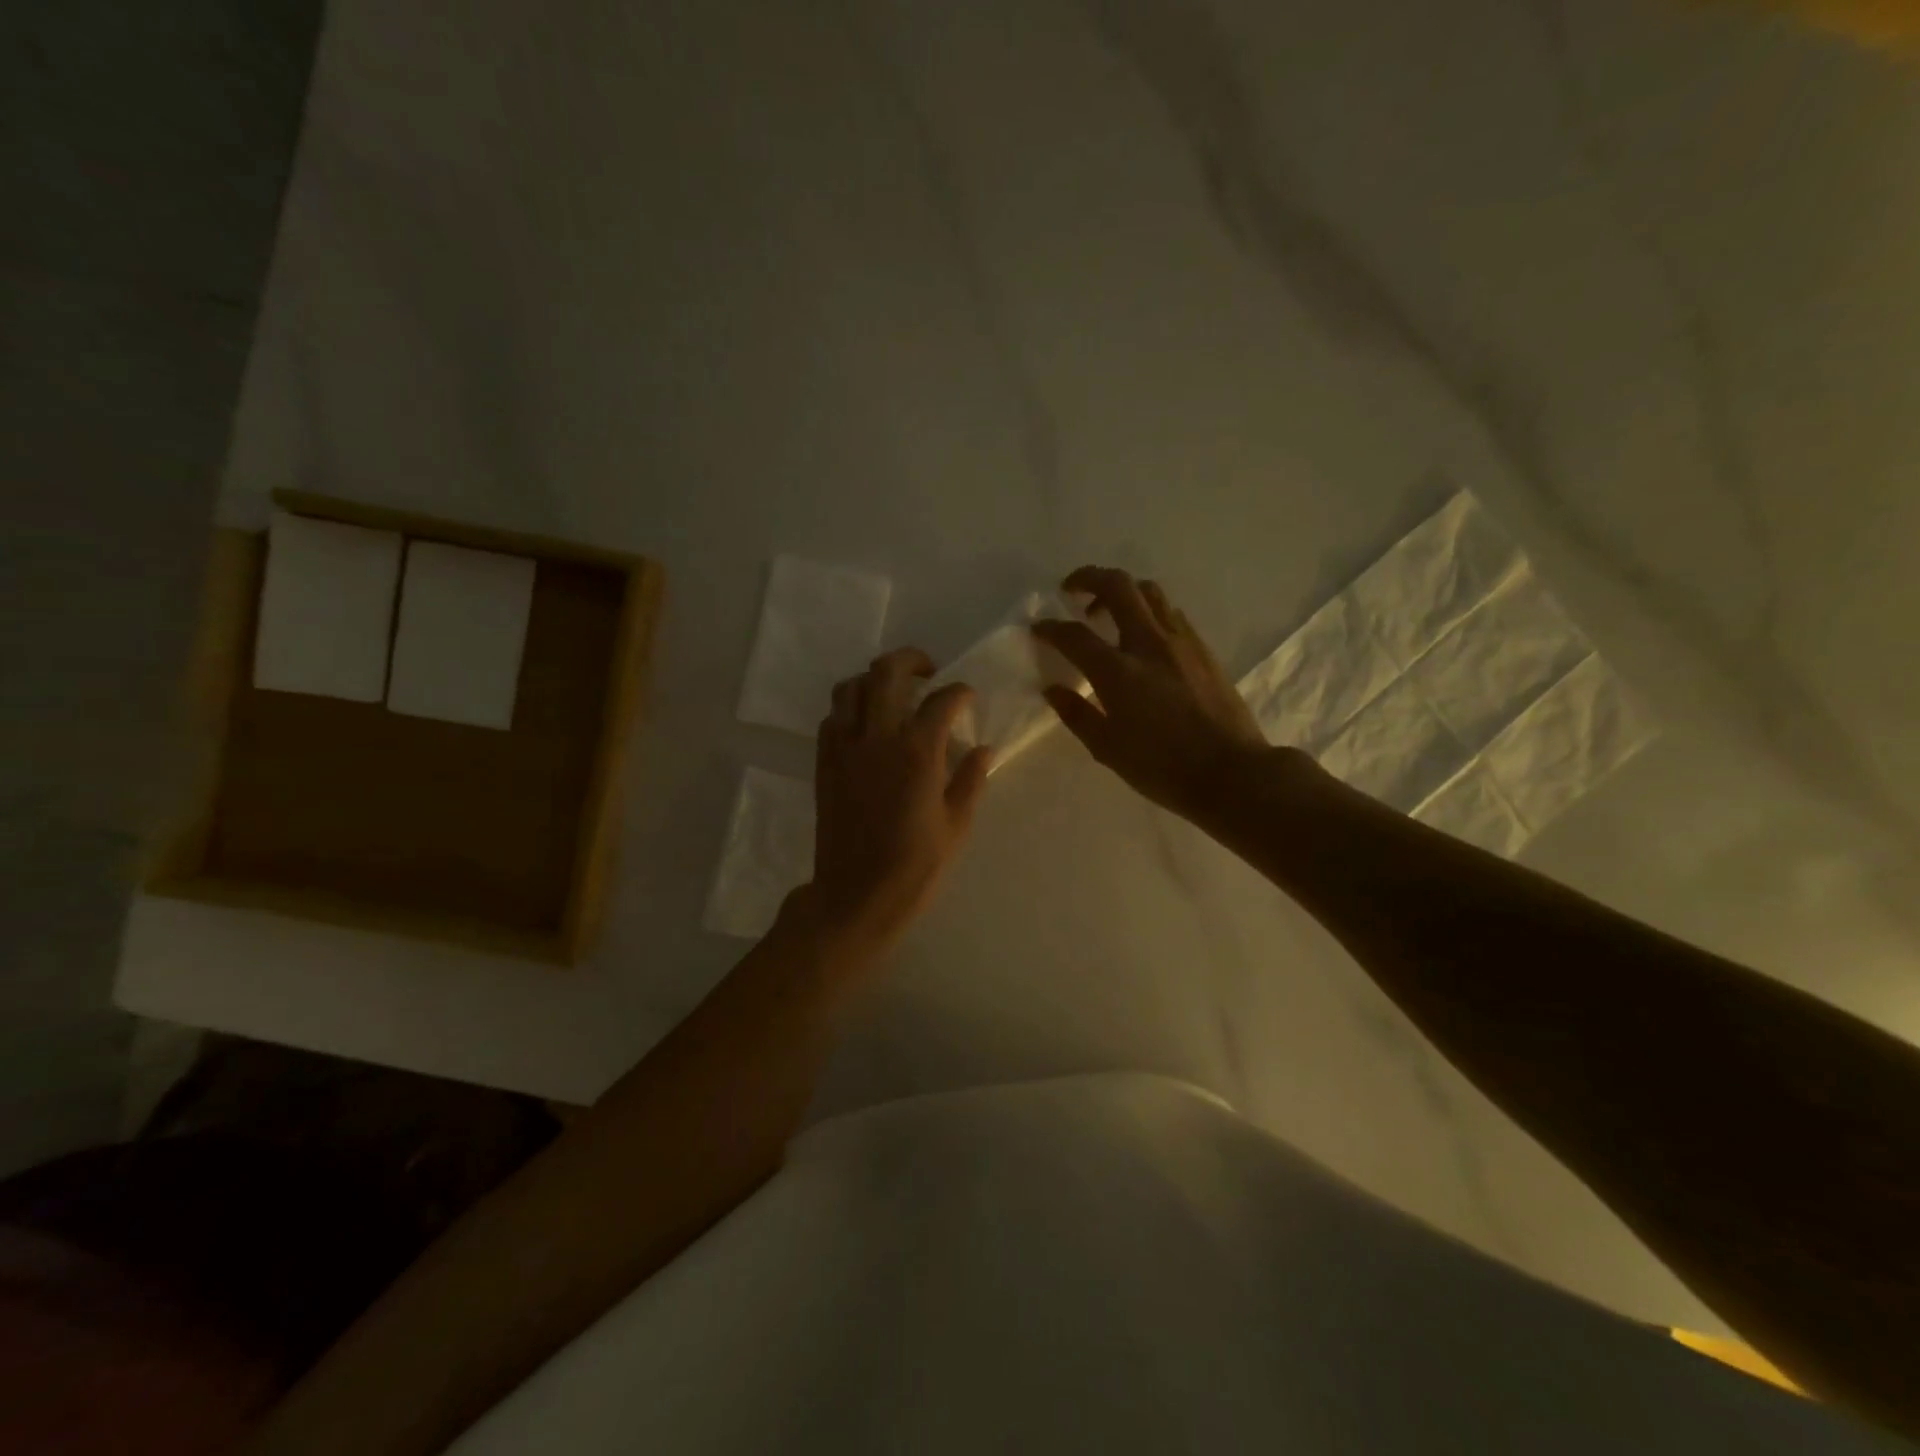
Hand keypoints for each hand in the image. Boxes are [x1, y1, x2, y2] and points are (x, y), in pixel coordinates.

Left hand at [801, 647, 992, 961]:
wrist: (855, 896)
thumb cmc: (914, 867)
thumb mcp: (956, 826)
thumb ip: (970, 780)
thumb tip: (983, 749)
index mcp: (918, 753)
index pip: (942, 700)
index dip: (960, 692)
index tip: (967, 698)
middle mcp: (878, 738)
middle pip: (887, 672)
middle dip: (911, 660)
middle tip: (928, 671)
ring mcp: (845, 748)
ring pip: (850, 687)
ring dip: (873, 679)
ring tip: (892, 692)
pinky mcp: (824, 763)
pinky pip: (832, 718)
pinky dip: (850, 708)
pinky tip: (866, 726)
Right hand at [1034, 567, 1269, 819]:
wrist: (1232, 773)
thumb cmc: (1163, 768)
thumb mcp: (1108, 749)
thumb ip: (1077, 714)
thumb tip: (1052, 689)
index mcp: (1119, 673)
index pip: (1075, 635)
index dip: (1050, 628)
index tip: (1038, 628)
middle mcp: (1149, 644)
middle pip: (1117, 586)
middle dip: (1088, 578)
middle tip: (1071, 589)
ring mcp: (1181, 642)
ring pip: (1149, 591)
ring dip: (1122, 590)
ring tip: (1107, 611)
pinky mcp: (1203, 649)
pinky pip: (1171, 613)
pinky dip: (1148, 610)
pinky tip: (1143, 634)